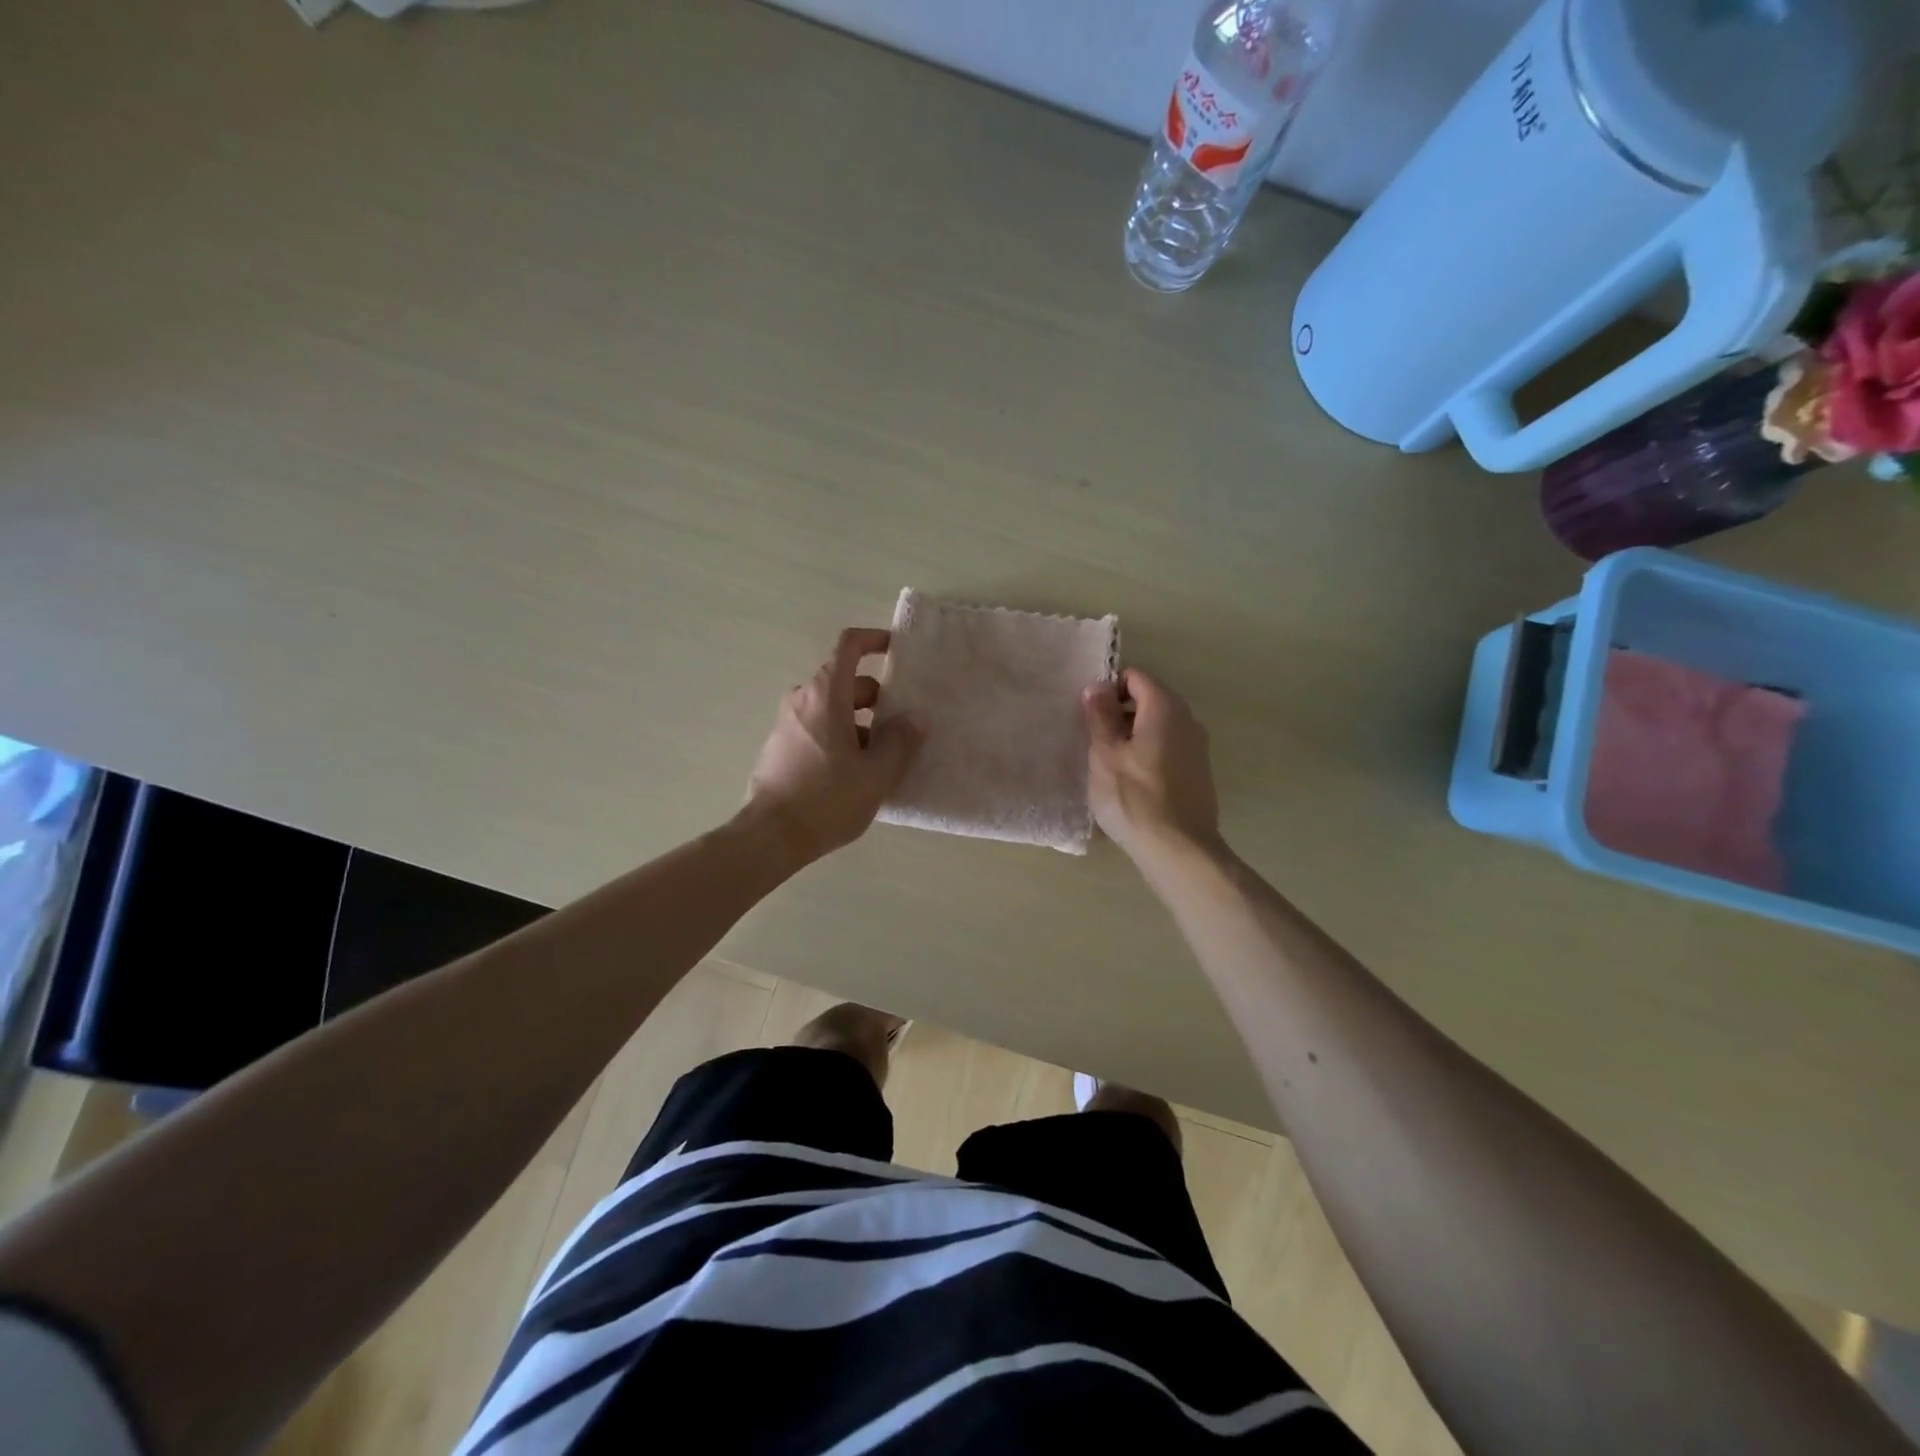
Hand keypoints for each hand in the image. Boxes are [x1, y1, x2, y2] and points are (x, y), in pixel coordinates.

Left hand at [746, 628, 925, 864]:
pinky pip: (817, 728)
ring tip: (882, 758)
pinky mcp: (780, 746)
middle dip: (877, 698)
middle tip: (902, 727)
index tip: (897, 651)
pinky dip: (840, 737)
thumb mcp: (877, 774)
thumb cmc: (828, 799)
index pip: (849, 646)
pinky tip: (855, 773)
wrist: (771, 837)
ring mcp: (787, 723)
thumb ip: (901, 741)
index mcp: (826, 695)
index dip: (874, 640)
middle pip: (845, 682)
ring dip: (860, 723)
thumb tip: (915, 719)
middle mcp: (802, 700)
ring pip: (832, 708)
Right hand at [1083, 667, 1221, 864]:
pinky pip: (1169, 748)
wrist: (1179, 848)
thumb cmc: (1134, 796)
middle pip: (1150, 699)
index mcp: (1165, 707)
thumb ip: (1100, 715)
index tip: (1091, 716)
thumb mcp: (1105, 754)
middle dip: (1121, 713)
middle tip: (1096, 741)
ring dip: (1134, 735)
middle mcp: (1188, 719)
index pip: (1135, 677)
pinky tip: (1134, 783)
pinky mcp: (1199, 772)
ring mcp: (1198, 746)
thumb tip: (1098, 685)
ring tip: (1111, 764)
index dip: (1109, 689)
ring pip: (1159, 726)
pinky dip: (1150, 753)